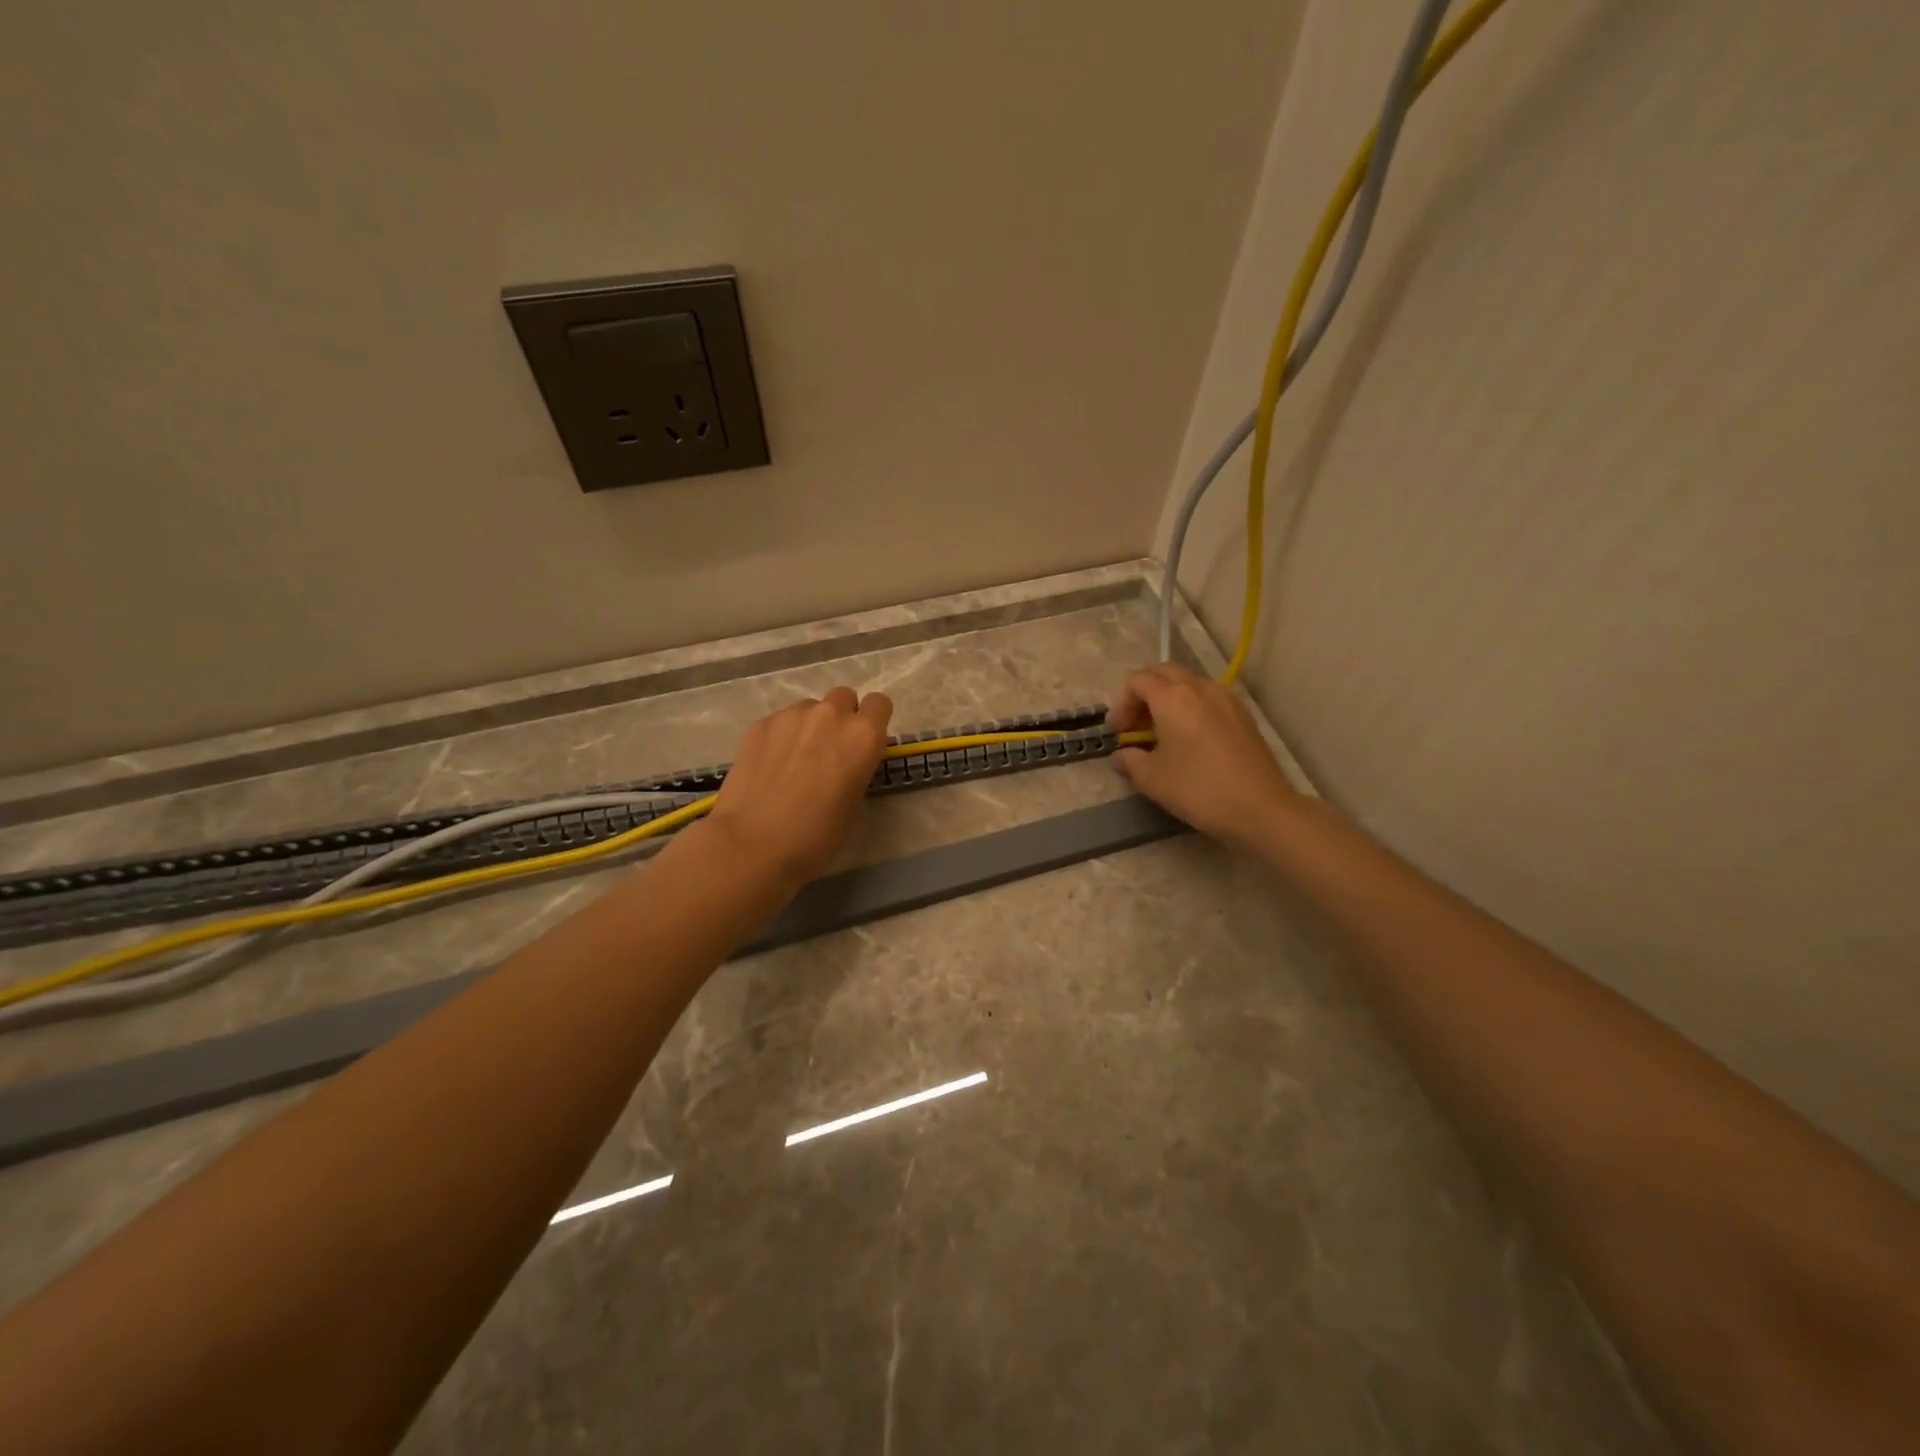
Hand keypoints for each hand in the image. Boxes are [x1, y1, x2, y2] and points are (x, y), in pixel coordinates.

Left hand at [705, 686, 893, 886]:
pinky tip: (770, 767)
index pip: (880, 704)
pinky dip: (781, 737)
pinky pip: (780, 721)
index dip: (873, 721)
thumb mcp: (854, 805)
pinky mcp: (760, 724)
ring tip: (794, 761)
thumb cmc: (816, 836)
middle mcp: (831, 715)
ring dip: (809, 726)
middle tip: (829, 751)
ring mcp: (791, 716)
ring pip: (809, 708)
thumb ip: (857, 770)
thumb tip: (845, 762)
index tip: (864, 743)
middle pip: (844, 697)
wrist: (752, 844)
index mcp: (863, 736)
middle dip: (841, 718)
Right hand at [1107, 664, 1300, 846]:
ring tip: (1163, 733)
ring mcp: (1226, 698)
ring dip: (1168, 700)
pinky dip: (1191, 708)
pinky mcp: (1243, 714)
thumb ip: (1130, 760)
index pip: (1137, 681)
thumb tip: (1122, 755)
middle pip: (1163, 673)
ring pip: (1188, 684)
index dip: (1121, 704)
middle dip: (1143, 695)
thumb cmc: (1198, 789)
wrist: (1259, 807)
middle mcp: (1200, 687)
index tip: (1119, 733)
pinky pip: (1208, 698)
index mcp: (1172, 698)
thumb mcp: (1152, 779)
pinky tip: (1191, 739)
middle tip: (1136, 727)